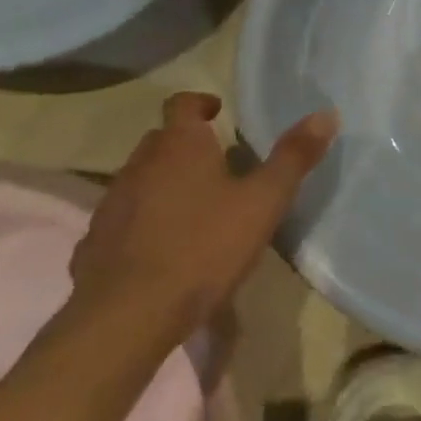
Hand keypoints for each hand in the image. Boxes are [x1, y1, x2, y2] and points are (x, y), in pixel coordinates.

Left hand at [70, 92, 338, 344]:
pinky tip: (162, 248)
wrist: (126, 317)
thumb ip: (294, 157)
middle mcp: (140, 164)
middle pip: (160, 140)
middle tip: (218, 163)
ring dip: (163, 183)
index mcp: (180, 145)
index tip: (219, 113)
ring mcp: (111, 205)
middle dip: (186, 145)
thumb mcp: (264, 202)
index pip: (182, 103)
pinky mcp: (93, 245)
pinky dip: (141, 222)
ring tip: (195, 207)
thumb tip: (326, 113)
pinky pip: (122, 220)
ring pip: (140, 179)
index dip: (200, 103)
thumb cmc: (204, 247)